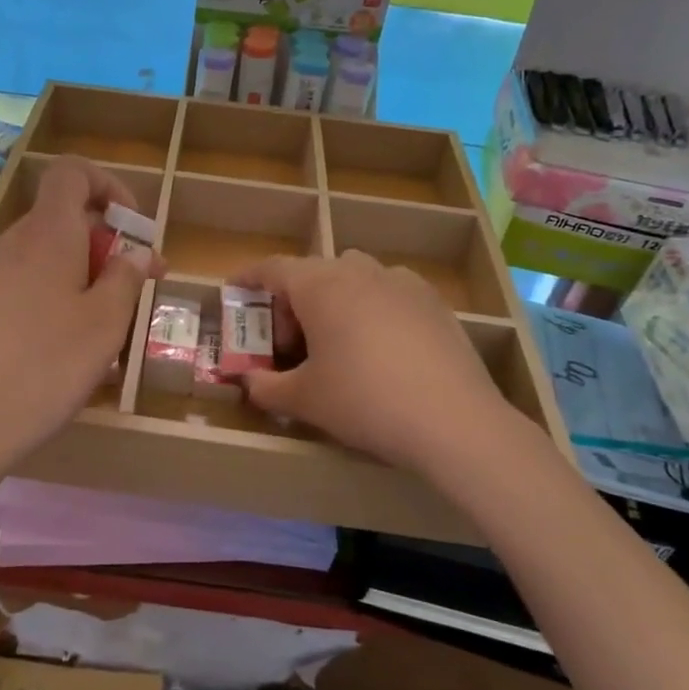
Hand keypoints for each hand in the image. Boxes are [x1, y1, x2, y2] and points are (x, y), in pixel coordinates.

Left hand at [0, 156, 159, 499]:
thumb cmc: (45, 365)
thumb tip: (138, 253)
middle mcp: (13, 243)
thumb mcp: (104, 324)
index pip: (72, 172)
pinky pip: (21, 288)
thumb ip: (126, 279)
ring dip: (79, 278)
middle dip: (103, 245)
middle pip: (62, 220)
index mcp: (48, 232)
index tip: (133, 229)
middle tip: (132, 292)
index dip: (108, 186)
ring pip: (44, 259)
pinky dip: (50, 301)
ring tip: (101, 331)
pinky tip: (59, 352)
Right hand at [232, 251, 530, 477]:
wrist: (454, 421)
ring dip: (334, 300)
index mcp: (320, 285)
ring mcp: (401, 282)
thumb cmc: (364, 401)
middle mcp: (359, 271)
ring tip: (337, 342)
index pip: (273, 268)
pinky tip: (381, 348)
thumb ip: (265, 388)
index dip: (249, 277)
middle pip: (313, 273)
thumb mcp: (304, 400)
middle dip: (293, 301)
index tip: (235, 289)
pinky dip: (372, 308)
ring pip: (354, 277)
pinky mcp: (433, 301)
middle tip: (290, 344)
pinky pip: (388, 292)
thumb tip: (248, 383)